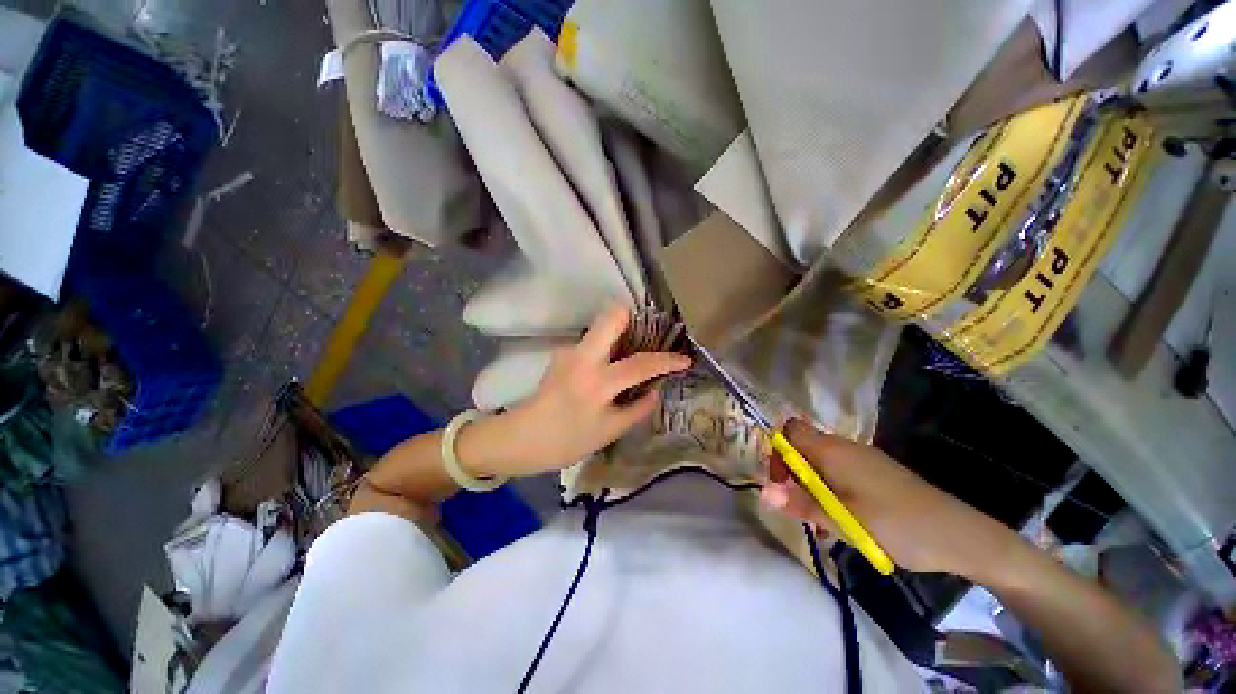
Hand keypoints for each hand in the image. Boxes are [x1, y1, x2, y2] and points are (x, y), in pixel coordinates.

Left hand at [493, 305, 690, 474]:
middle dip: (634, 318)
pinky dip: (605, 349)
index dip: (667, 360)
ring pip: (601, 327)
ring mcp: (569, 351)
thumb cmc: (567, 441)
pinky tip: (607, 368)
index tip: (684, 360)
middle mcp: (582, 357)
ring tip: (631, 354)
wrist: (521, 438)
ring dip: (620, 334)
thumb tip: (655, 391)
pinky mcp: (561, 352)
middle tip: (649, 336)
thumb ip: (637, 409)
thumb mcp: (609, 431)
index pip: (640, 363)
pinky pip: (591, 342)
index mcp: (597, 381)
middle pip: (611, 316)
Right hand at [760, 420, 1020, 581]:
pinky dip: (833, 492)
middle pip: (803, 447)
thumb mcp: (843, 520)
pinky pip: (842, 473)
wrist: (962, 536)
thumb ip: (800, 504)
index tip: (782, 482)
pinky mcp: (878, 473)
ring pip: (822, 463)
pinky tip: (847, 521)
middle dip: (794, 475)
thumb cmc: (897, 525)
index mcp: (832, 450)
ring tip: (825, 521)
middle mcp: (846, 447)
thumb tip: (763, 491)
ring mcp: (865, 459)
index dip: (778, 452)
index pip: (789, 431)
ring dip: (814, 487)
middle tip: (802, 508)